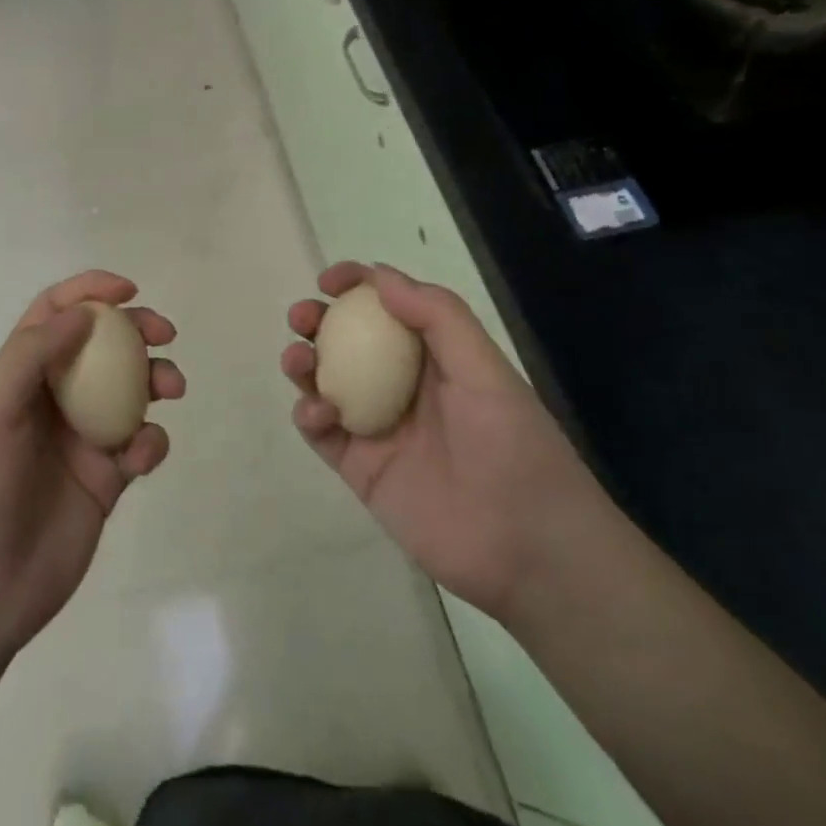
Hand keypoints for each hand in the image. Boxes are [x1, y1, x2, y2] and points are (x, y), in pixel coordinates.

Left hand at [0, 271, 182, 666]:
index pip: (54, 316)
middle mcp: (52, 400)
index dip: (88, 292)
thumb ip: (32, 356)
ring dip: (155, 379)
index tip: (127, 290)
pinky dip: (151, 441)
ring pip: (130, 393)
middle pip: (102, 347)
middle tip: (163, 333)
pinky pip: (139, 447)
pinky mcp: (105, 482)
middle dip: (135, 330)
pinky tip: (142, 455)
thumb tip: (83, 315)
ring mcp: (80, 441)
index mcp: (18, 376)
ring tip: (171, 387)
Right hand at [283, 262, 604, 620]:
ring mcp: (377, 426)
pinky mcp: (360, 467)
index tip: (330, 279)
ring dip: (303, 362)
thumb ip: (437, 316)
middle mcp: (400, 384)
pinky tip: (319, 412)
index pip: (388, 308)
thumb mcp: (485, 369)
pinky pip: (322, 432)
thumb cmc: (513, 445)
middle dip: (317, 320)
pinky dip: (309, 414)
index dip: (357, 285)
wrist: (527, 549)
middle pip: (346, 341)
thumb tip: (379, 276)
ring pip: (325, 381)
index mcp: (434, 356)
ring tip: (298, 359)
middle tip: (302, 317)